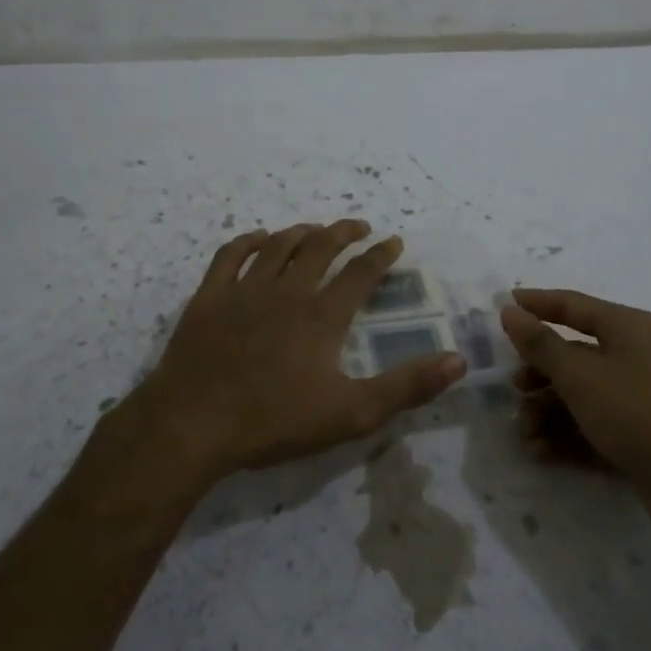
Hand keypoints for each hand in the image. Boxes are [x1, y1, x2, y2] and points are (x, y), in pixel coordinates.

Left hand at [126, 220, 466, 486]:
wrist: (192, 424)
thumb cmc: (273, 421)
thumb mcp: (351, 413)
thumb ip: (406, 386)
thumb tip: (458, 360)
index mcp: (322, 315)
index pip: (360, 273)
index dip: (381, 255)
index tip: (394, 241)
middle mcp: (286, 291)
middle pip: (320, 248)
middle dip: (344, 232)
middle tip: (360, 226)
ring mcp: (243, 290)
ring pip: (278, 246)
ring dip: (301, 232)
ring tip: (316, 230)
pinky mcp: (209, 297)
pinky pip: (230, 255)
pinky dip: (248, 241)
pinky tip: (258, 238)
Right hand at [499, 288, 650, 511]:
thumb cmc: (638, 412)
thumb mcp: (580, 375)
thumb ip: (540, 343)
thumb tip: (510, 310)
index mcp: (628, 327)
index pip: (573, 305)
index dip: (538, 303)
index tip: (504, 303)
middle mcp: (637, 356)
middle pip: (575, 354)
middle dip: (539, 373)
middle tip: (514, 389)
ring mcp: (643, 399)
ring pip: (583, 395)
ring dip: (548, 412)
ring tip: (527, 435)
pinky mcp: (645, 438)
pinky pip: (597, 426)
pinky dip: (568, 436)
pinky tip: (543, 452)